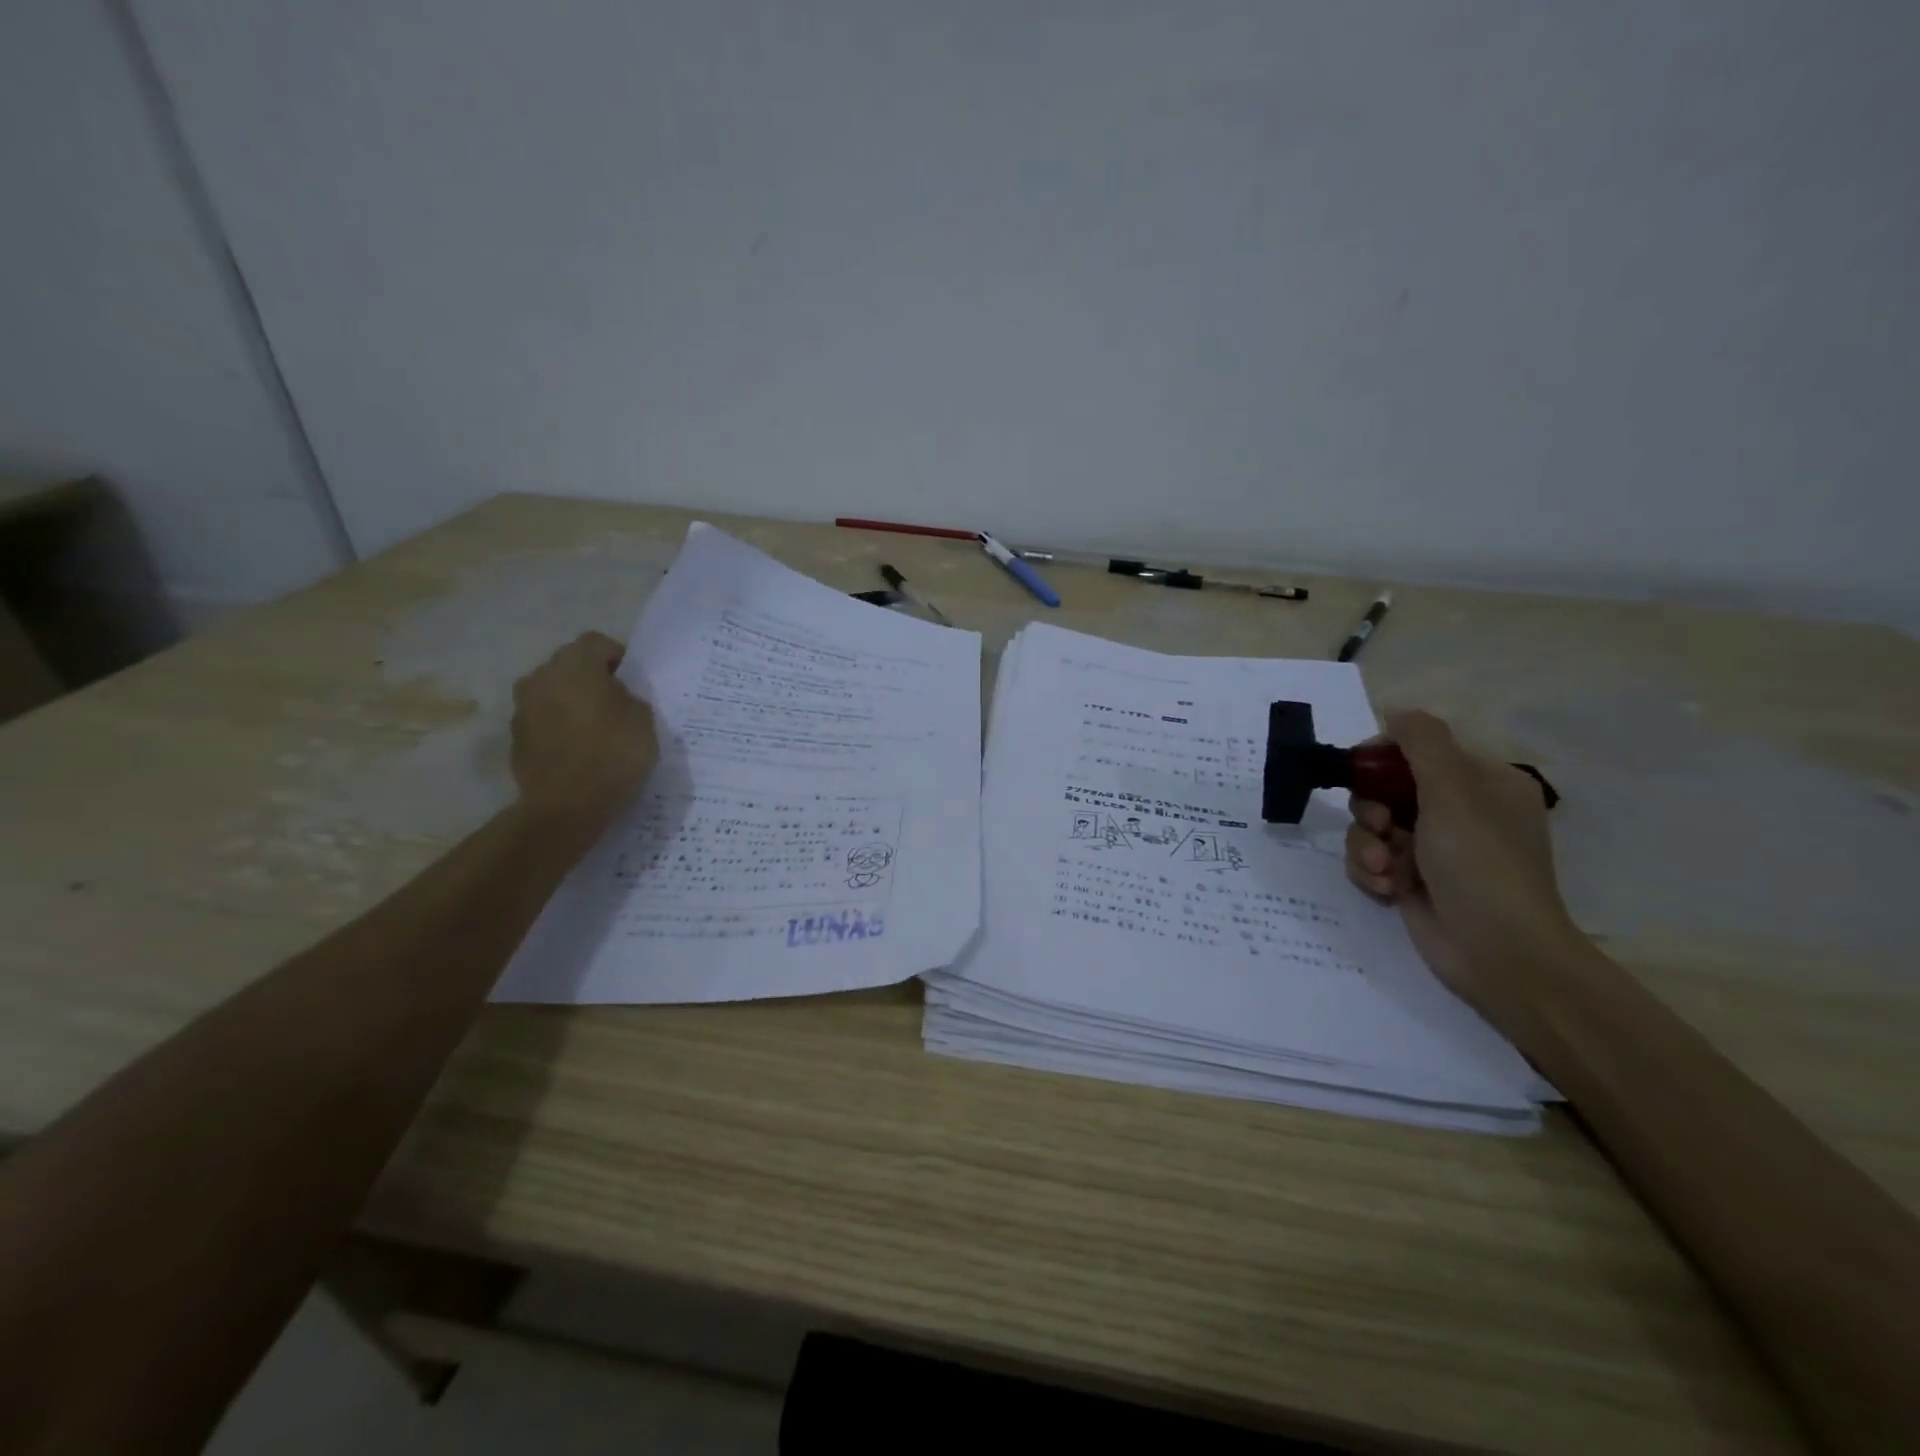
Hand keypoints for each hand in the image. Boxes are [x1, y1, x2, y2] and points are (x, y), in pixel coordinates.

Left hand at [509, 632, 657, 832]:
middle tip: (616, 702)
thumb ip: (629, 697)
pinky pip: (543, 721)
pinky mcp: (515, 738)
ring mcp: (522, 708)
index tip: (633, 679)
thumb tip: (616, 696)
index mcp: (574, 665)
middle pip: (569, 665)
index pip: (597, 642)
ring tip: (596, 728)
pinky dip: (559, 728)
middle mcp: (541, 678)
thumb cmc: (613, 754)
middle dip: (591, 678)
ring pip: (553, 693)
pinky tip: (579, 750)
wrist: (566, 806)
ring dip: (572, 702)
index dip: (617, 656)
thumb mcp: (644, 720)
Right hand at [1345, 709, 1580, 1033]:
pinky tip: (1385, 889)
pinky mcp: (1411, 879)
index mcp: (1480, 782)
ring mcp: (1432, 848)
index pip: (1417, 749)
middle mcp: (1457, 810)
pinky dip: (1369, 871)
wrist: (1497, 954)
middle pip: (1384, 788)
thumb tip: (1395, 710)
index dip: (1381, 758)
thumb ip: (1422, 743)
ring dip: (1365, 845)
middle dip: (1370, 809)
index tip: (1360, 773)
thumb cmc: (1480, 864)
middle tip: (1379, 827)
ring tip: (1381, 870)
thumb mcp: (1453, 793)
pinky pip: (1369, 858)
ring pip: (1370, 826)